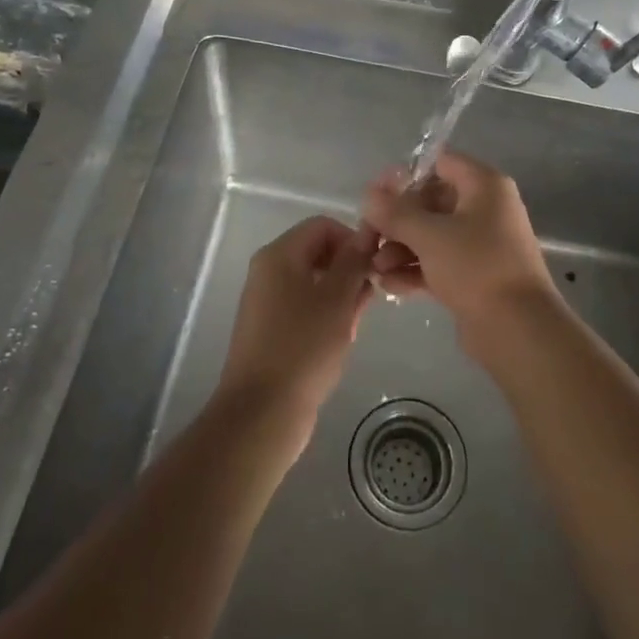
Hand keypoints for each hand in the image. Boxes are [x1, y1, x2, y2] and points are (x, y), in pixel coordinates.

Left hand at [217, 216, 373, 439]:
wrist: (262, 412)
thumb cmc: (303, 347)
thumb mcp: (337, 299)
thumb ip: (353, 262)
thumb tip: (365, 236)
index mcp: (279, 256)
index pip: (322, 226)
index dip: (353, 239)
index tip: (375, 265)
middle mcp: (268, 272)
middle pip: (317, 252)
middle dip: (349, 269)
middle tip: (372, 296)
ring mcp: (267, 303)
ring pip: (314, 283)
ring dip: (341, 295)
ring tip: (358, 321)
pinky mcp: (270, 331)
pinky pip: (304, 308)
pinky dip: (326, 315)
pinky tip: (342, 337)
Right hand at [361, 152, 557, 326]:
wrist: (518, 329)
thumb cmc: (476, 267)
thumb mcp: (429, 235)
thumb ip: (395, 212)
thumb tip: (369, 195)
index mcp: (484, 185)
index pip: (441, 163)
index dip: (407, 176)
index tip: (377, 195)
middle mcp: (485, 209)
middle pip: (431, 202)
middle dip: (397, 221)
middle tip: (368, 238)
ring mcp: (481, 244)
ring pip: (432, 236)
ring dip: (401, 248)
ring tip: (375, 269)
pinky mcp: (475, 276)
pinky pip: (439, 263)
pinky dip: (415, 270)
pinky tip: (388, 285)